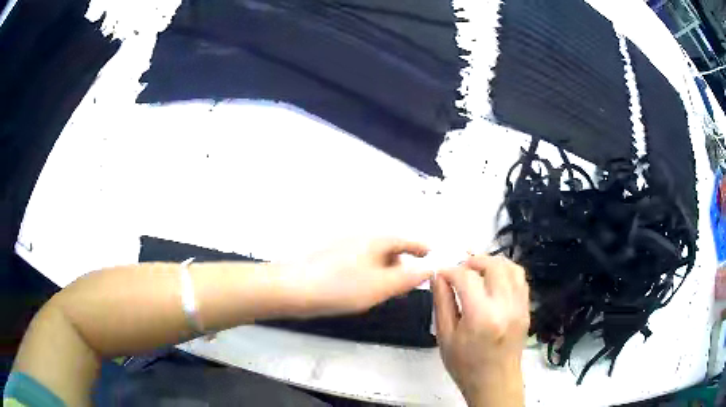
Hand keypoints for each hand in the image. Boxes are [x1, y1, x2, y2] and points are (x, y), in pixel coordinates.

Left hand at [281, 238, 430, 317]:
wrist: (292, 288)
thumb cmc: (340, 286)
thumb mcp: (381, 286)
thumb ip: (408, 278)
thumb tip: (429, 268)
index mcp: (375, 239)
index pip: (406, 240)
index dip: (421, 247)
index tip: (431, 255)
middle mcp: (360, 237)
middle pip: (389, 247)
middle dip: (402, 263)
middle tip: (409, 284)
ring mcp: (343, 246)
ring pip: (373, 257)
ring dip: (385, 270)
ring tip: (388, 290)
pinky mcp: (330, 257)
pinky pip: (359, 263)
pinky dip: (369, 273)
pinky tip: (363, 290)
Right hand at [433, 255, 528, 406]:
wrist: (495, 382)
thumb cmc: (465, 365)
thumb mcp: (445, 337)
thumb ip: (441, 303)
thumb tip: (438, 277)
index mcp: (481, 316)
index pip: (466, 277)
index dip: (450, 271)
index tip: (441, 275)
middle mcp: (504, 306)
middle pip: (493, 265)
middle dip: (474, 260)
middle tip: (460, 269)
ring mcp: (519, 306)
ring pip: (511, 267)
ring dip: (492, 262)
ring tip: (477, 270)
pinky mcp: (526, 308)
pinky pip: (520, 279)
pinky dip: (506, 271)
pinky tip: (494, 280)